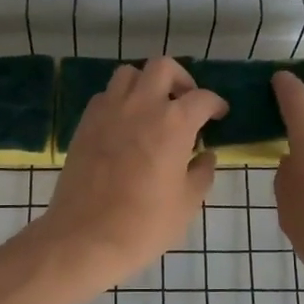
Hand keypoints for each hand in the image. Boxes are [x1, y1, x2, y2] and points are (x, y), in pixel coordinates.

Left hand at [32, 58, 226, 292]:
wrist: (85, 237)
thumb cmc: (144, 224)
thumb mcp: (187, 204)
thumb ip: (201, 173)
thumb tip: (206, 156)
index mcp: (173, 122)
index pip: (202, 98)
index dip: (215, 104)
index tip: (218, 114)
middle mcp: (141, 105)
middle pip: (162, 67)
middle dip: (180, 79)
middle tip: (185, 101)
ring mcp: (108, 111)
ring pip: (129, 74)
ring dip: (145, 83)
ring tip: (153, 108)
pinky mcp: (85, 123)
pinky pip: (105, 96)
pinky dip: (119, 100)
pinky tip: (125, 124)